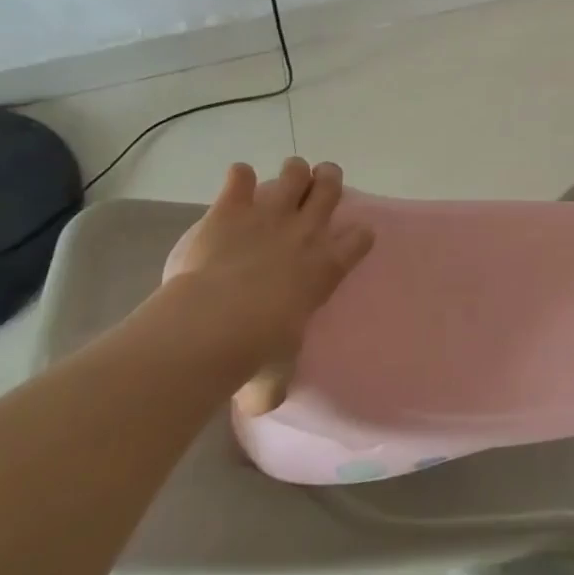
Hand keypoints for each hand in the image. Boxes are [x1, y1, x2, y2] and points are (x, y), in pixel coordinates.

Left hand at [150, 158, 373, 410]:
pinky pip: (238, 178)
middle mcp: (305, 233)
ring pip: (293, 174)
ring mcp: (269, 215)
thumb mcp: (275, 376)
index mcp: (327, 268)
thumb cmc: (255, 352)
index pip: (360, 238)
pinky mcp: (230, 209)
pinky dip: (238, 177)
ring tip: (289, 175)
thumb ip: (274, 384)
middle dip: (329, 180)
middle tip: (324, 181)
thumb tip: (263, 402)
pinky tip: (236, 181)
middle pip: (330, 189)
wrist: (213, 326)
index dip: (359, 235)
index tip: (355, 236)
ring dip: (293, 172)